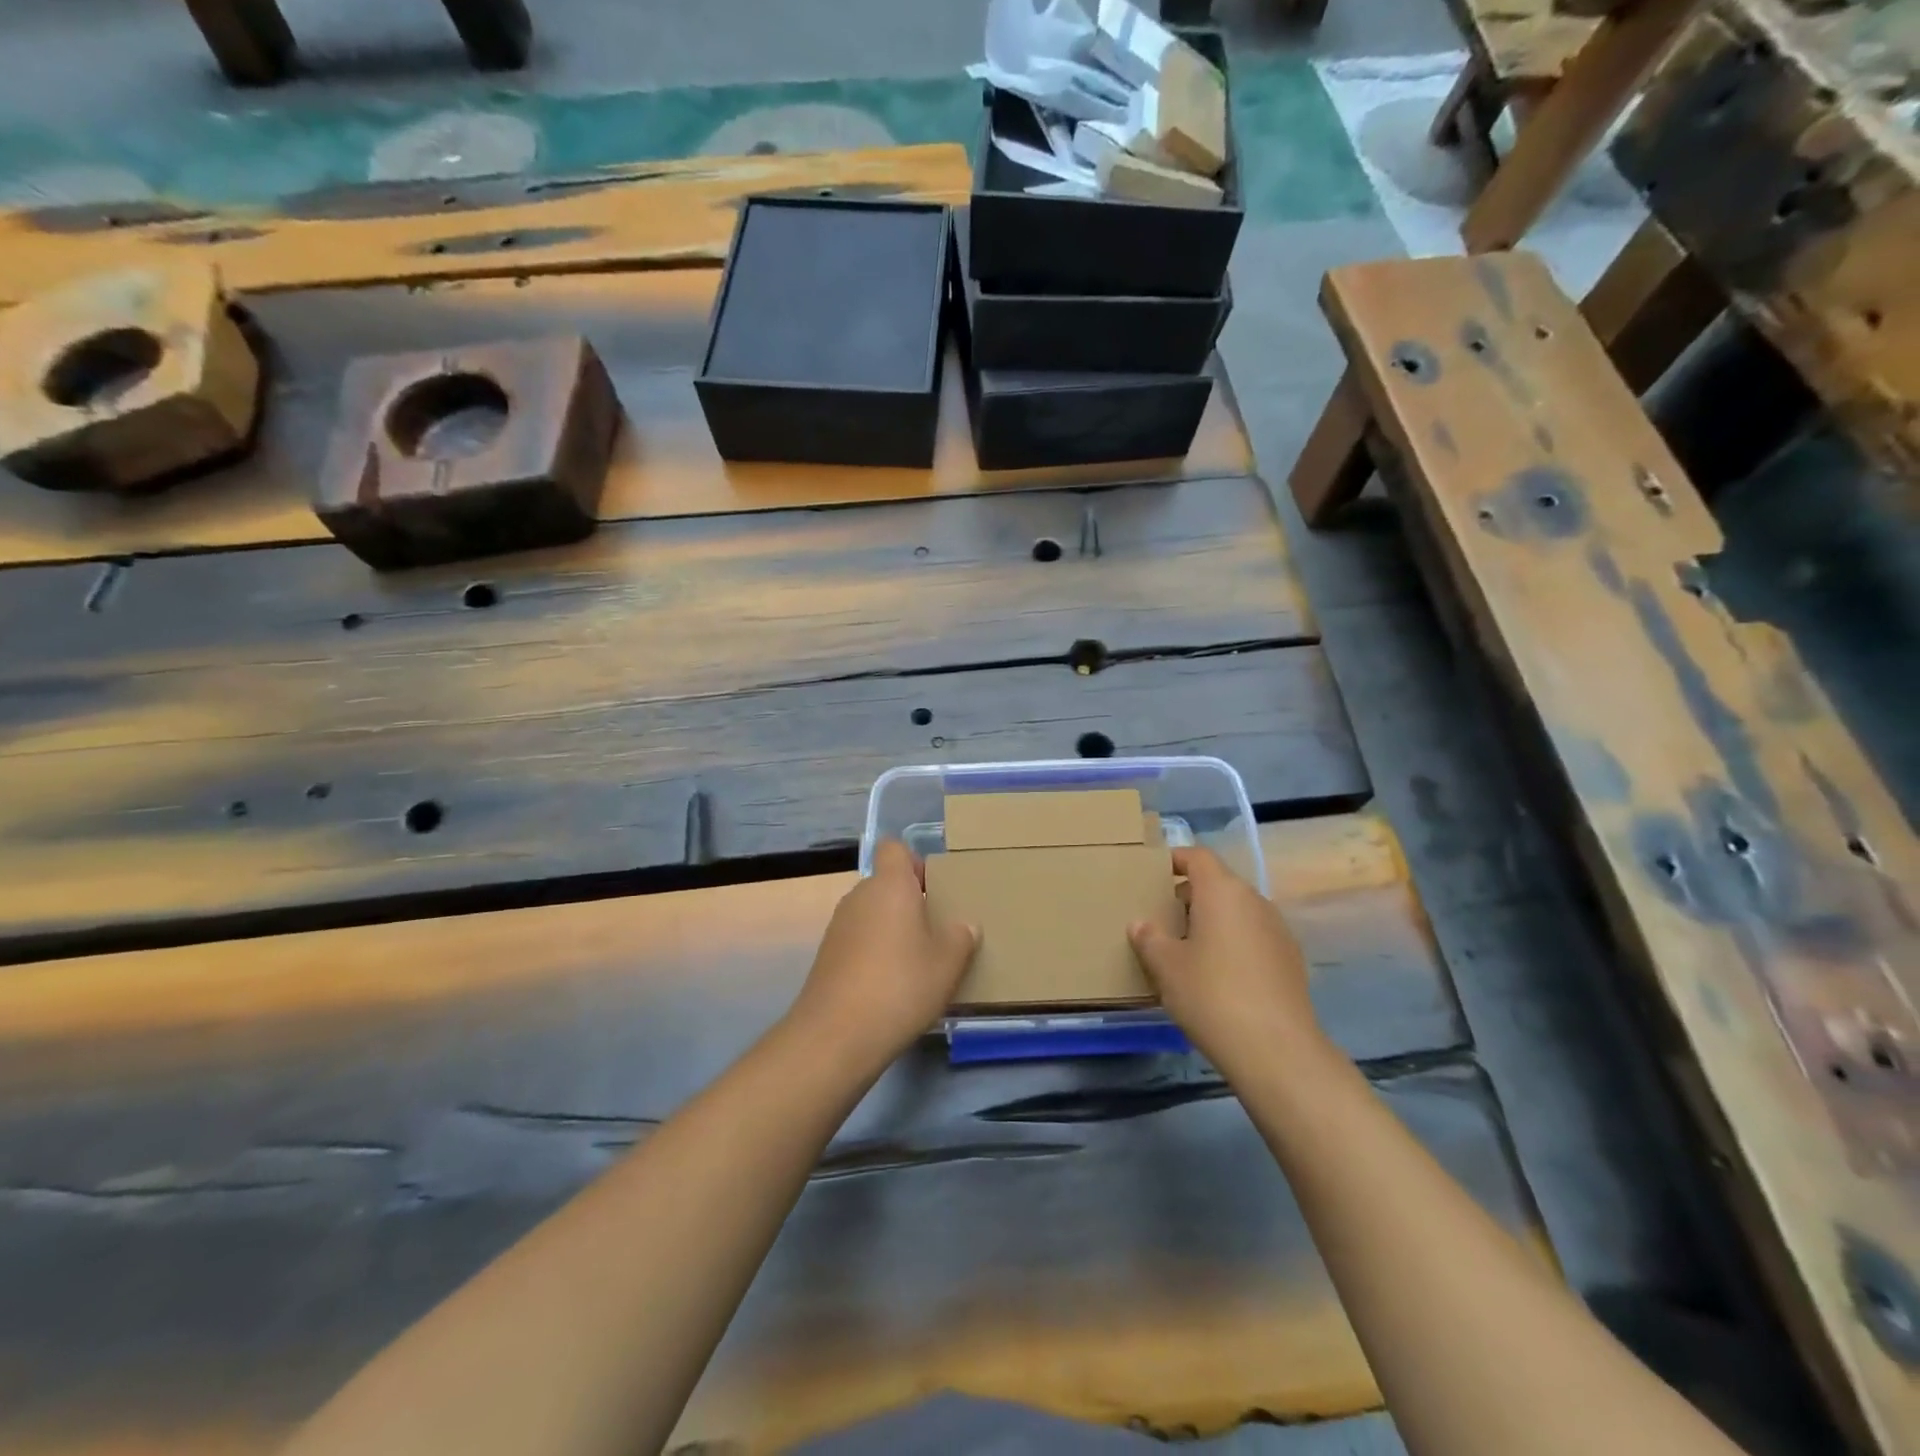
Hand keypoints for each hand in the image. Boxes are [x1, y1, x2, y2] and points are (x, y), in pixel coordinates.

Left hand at [786, 841, 978, 1071]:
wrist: (837, 1034)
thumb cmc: (901, 985)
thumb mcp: (948, 963)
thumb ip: (961, 937)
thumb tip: (965, 926)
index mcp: (890, 885)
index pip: (894, 848)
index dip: (913, 861)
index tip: (933, 888)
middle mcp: (860, 896)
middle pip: (885, 883)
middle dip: (909, 901)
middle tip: (936, 930)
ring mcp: (838, 926)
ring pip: (872, 913)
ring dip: (891, 929)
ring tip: (916, 962)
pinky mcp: (827, 955)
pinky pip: (858, 940)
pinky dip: (874, 952)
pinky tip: (891, 985)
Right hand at [1128, 847, 1323, 1071]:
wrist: (1276, 1050)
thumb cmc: (1211, 995)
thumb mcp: (1166, 966)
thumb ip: (1149, 938)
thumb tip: (1140, 924)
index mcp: (1222, 891)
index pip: (1198, 857)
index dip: (1175, 860)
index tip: (1153, 874)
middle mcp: (1254, 901)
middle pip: (1218, 884)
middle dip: (1189, 896)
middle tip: (1163, 920)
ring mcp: (1278, 930)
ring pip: (1237, 912)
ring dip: (1212, 922)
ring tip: (1187, 951)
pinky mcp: (1290, 961)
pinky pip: (1253, 937)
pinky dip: (1233, 944)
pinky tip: (1218, 977)